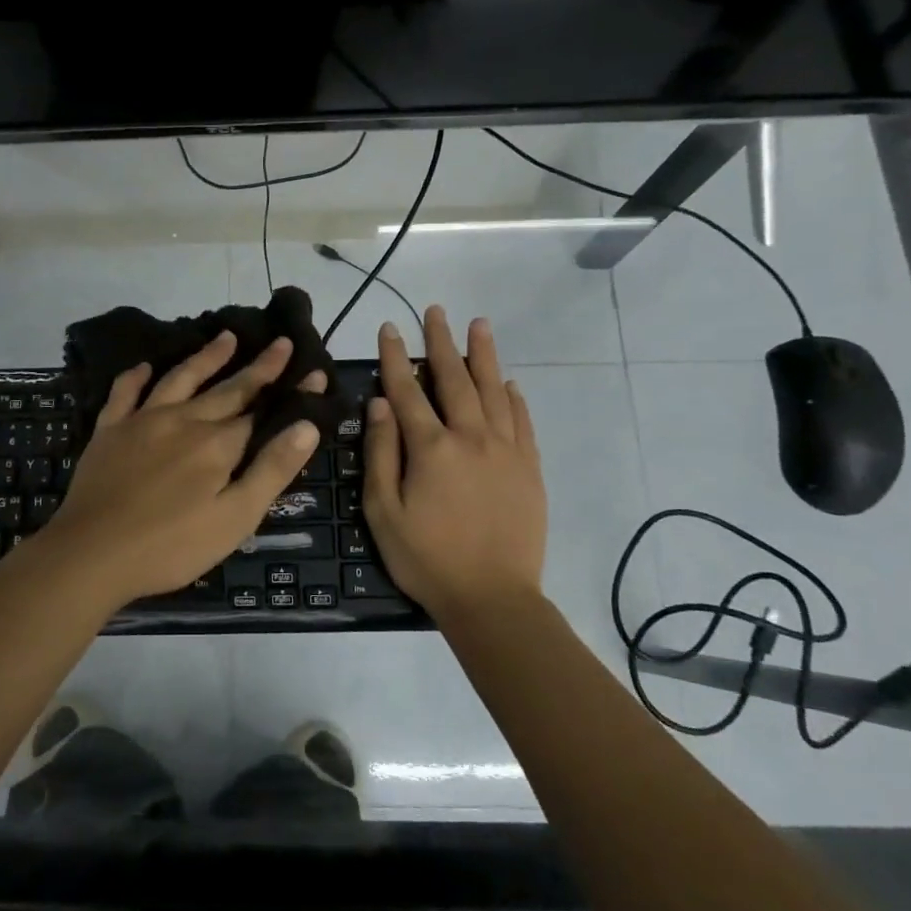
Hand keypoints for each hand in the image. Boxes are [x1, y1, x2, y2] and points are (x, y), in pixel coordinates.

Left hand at [36, 331, 325, 609]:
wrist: (92, 554)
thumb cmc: (171, 546)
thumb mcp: (235, 518)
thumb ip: (271, 470)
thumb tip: (307, 425)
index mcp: (217, 445)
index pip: (262, 411)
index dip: (289, 393)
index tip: (313, 370)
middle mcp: (183, 420)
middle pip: (227, 389)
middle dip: (258, 367)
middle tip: (280, 342)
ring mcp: (142, 421)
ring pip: (180, 379)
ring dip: (206, 357)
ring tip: (226, 336)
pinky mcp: (109, 430)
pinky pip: (124, 393)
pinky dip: (136, 376)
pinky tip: (145, 366)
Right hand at [363, 307, 546, 619]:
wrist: (492, 598)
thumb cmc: (426, 558)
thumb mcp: (383, 511)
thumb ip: (382, 453)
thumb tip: (380, 404)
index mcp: (431, 448)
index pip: (408, 390)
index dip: (395, 357)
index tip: (389, 328)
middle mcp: (471, 438)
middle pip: (454, 379)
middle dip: (441, 342)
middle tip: (437, 311)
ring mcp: (506, 451)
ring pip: (494, 391)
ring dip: (484, 356)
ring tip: (479, 325)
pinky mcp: (529, 469)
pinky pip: (522, 422)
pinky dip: (514, 398)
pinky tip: (509, 383)